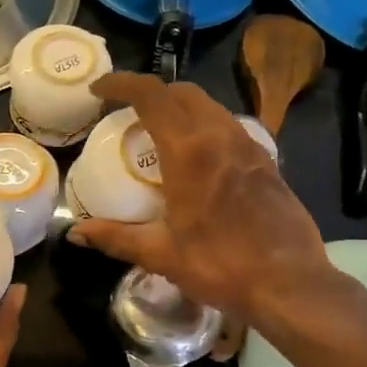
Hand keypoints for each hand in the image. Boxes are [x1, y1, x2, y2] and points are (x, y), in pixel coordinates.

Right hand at [68, 73, 345, 332]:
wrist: (290, 283)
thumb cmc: (221, 266)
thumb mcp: (161, 254)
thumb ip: (116, 237)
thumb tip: (76, 234)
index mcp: (190, 151)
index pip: (151, 95)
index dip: (121, 83)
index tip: (100, 90)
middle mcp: (221, 136)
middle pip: (182, 93)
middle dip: (151, 93)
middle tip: (127, 115)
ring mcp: (249, 146)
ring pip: (209, 106)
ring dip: (180, 108)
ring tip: (160, 135)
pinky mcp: (267, 162)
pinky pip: (228, 127)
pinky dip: (204, 127)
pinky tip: (197, 160)